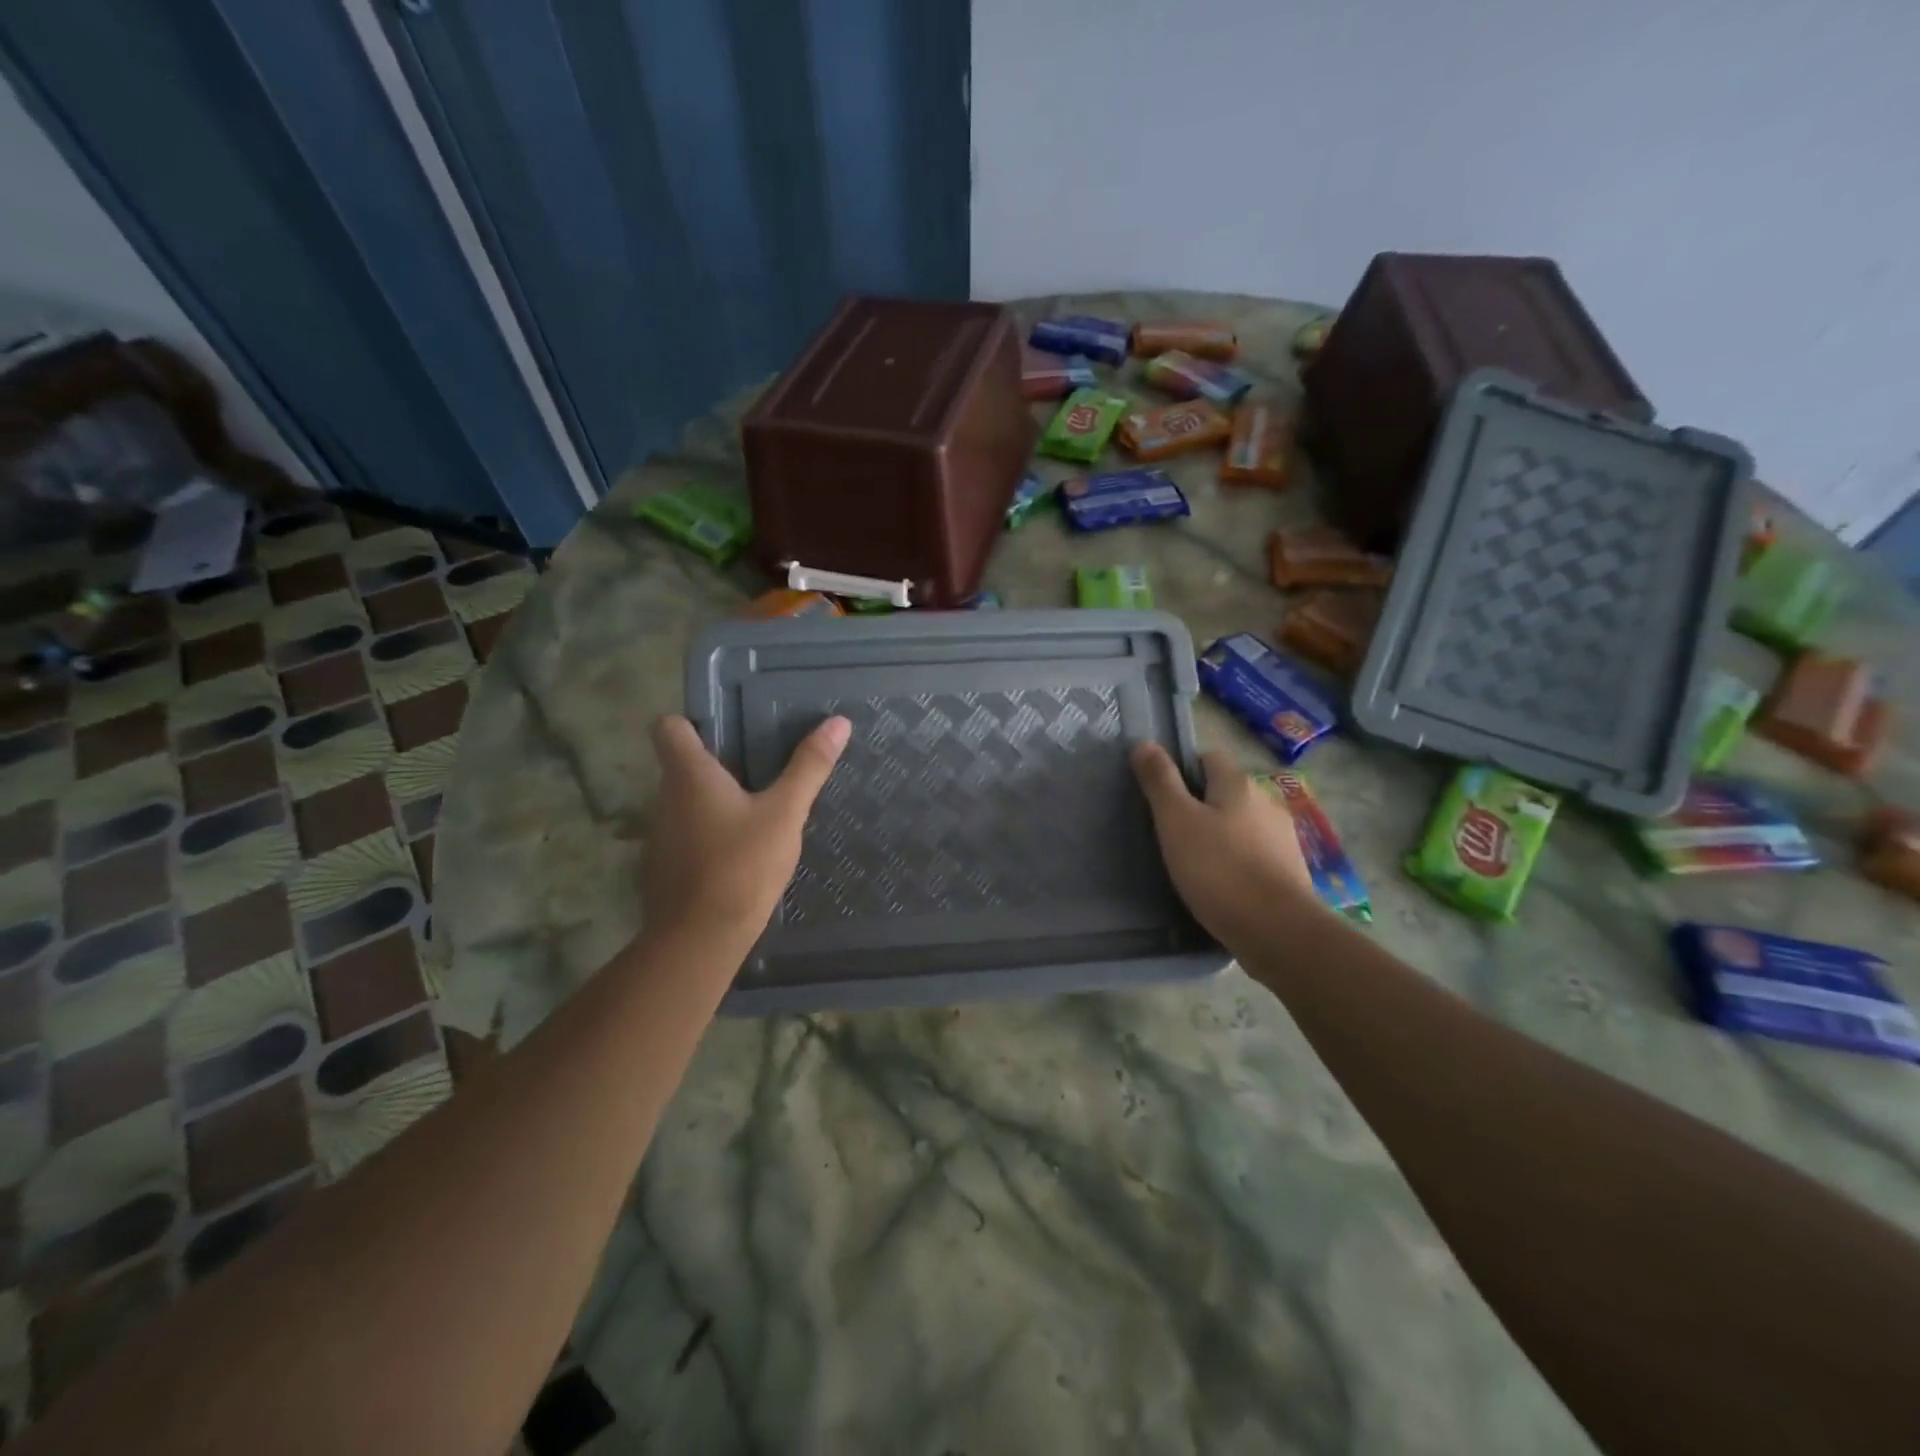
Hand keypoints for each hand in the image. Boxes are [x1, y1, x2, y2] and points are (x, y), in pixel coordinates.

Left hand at [642, 714, 850, 946]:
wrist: (700, 938)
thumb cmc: (742, 865)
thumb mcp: (785, 813)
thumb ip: (809, 767)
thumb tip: (838, 722)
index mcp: (688, 774)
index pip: (669, 726)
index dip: (694, 723)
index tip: (728, 731)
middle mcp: (665, 797)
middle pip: (683, 765)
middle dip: (718, 764)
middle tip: (763, 768)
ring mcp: (660, 834)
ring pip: (685, 802)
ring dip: (715, 801)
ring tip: (757, 811)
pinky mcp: (663, 866)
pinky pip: (686, 834)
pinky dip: (708, 834)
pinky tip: (740, 851)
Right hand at [1131, 742, 1318, 945]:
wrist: (1277, 930)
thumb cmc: (1218, 869)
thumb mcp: (1176, 821)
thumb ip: (1160, 781)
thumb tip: (1144, 742)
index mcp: (1238, 783)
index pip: (1208, 757)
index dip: (1182, 769)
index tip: (1161, 797)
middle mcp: (1266, 801)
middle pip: (1225, 791)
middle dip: (1200, 804)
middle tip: (1170, 832)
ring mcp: (1283, 837)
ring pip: (1241, 823)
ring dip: (1220, 833)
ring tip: (1193, 861)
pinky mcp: (1290, 869)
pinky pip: (1254, 852)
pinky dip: (1236, 860)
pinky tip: (1221, 883)